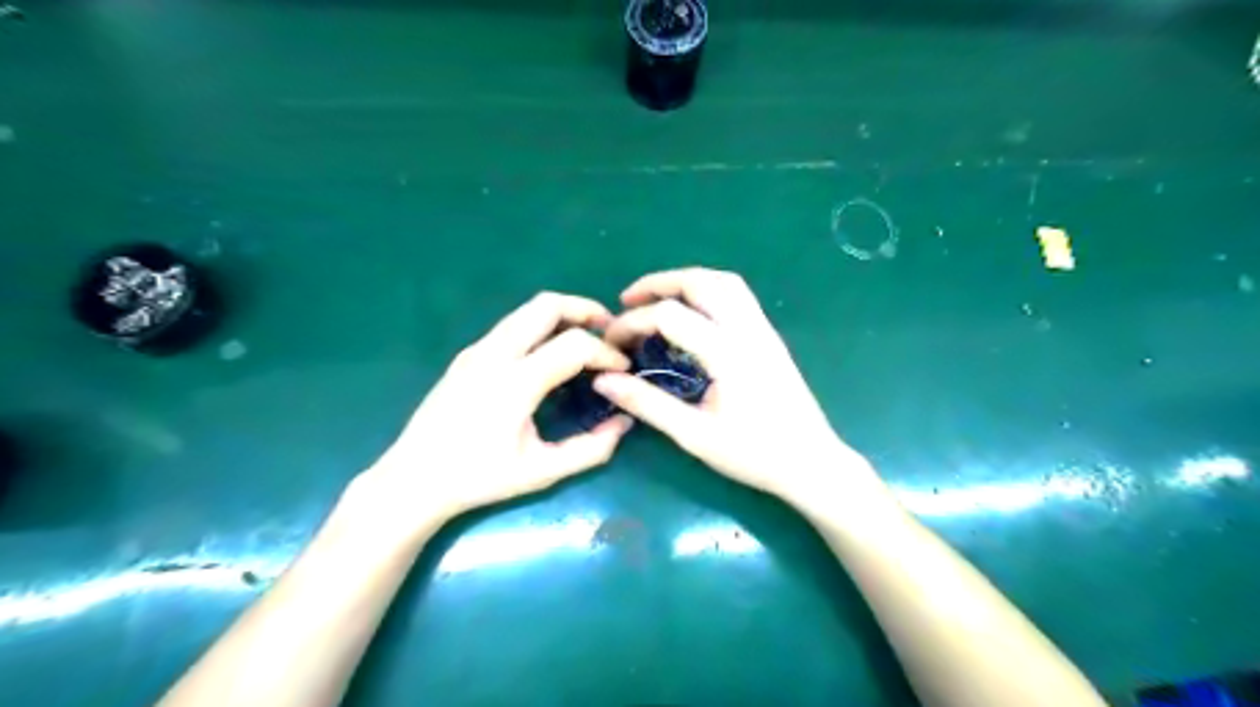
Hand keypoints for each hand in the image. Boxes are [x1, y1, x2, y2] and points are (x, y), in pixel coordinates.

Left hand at [349, 293, 635, 529]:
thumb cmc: (479, 479)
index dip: (606, 352)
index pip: (574, 345)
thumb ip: (590, 449)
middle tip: (609, 330)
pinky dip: (541, 326)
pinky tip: (549, 354)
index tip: (623, 368)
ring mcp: (477, 350)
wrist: (413, 479)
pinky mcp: (467, 355)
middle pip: (547, 305)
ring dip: (562, 315)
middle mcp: (495, 354)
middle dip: (586, 309)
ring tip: (586, 337)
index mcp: (515, 382)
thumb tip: (625, 423)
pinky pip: (512, 325)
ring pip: (527, 310)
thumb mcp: (542, 472)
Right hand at [592, 268, 877, 503]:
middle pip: (700, 282)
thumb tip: (604, 380)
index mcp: (727, 352)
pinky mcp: (770, 337)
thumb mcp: (694, 435)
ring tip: (658, 299)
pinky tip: (693, 313)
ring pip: (724, 281)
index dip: (632, 322)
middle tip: (627, 301)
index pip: (669, 315)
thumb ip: (647, 404)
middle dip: (657, 283)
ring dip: (686, 281)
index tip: (611, 341)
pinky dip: (707, 290)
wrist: (812, 463)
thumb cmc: (754, 454)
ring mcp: (763, 330)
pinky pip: (738, 295)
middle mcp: (747, 330)